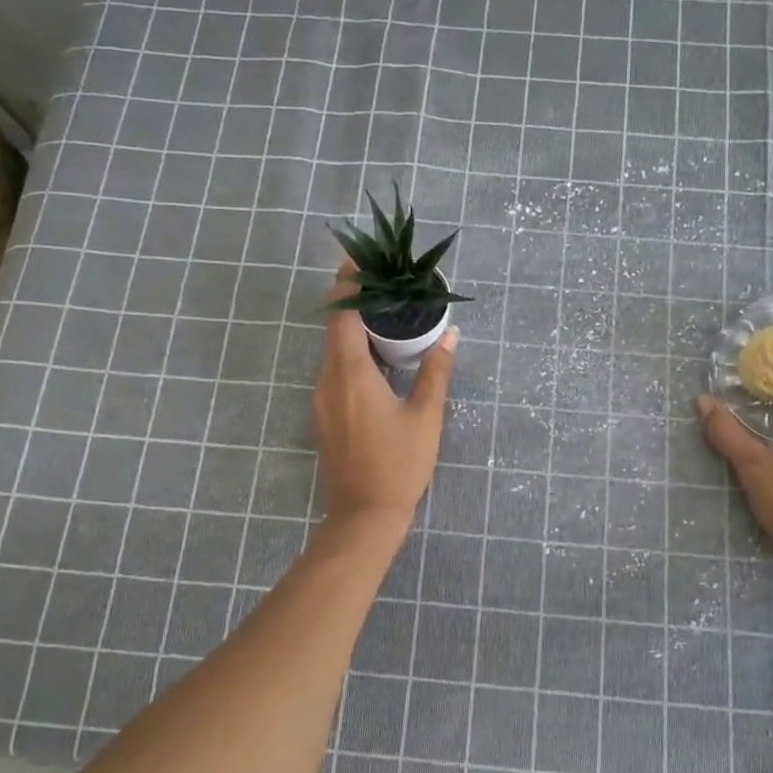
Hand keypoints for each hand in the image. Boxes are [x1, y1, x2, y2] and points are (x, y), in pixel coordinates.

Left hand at [313, 262, 457, 529]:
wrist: (363, 515)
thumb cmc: (399, 465)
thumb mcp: (425, 417)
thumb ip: (436, 372)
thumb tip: (450, 335)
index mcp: (351, 374)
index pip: (342, 314)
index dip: (347, 283)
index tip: (359, 257)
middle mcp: (328, 380)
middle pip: (334, 327)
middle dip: (352, 299)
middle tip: (382, 281)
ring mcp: (322, 398)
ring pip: (332, 349)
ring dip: (352, 327)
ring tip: (384, 312)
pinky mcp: (325, 414)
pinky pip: (334, 369)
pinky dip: (351, 351)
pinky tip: (376, 356)